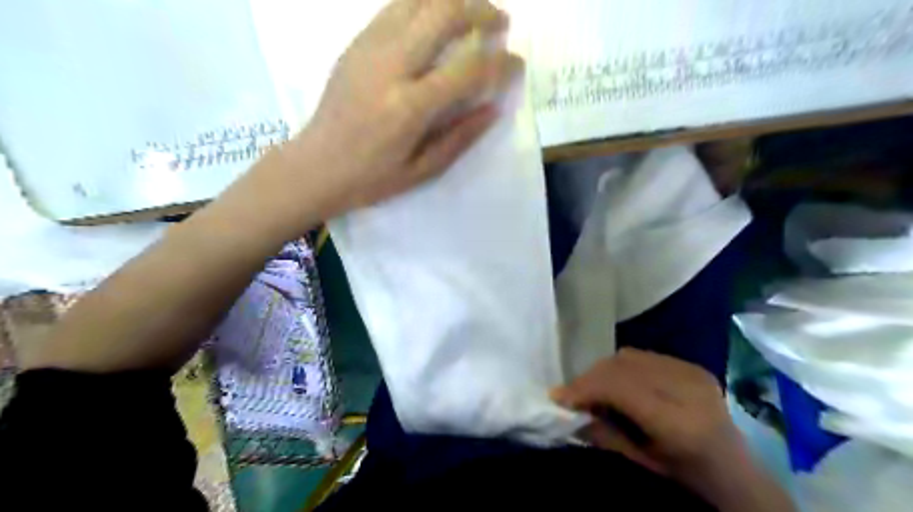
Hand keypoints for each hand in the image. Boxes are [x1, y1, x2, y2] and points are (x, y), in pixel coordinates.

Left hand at [288, 0, 524, 220]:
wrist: (316, 165)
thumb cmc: (372, 178)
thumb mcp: (423, 170)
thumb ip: (461, 137)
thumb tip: (493, 108)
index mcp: (409, 107)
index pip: (468, 69)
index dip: (501, 63)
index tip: (516, 64)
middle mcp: (390, 66)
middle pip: (444, 12)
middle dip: (481, 10)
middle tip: (499, 24)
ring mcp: (369, 48)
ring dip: (454, 0)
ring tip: (472, 15)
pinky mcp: (356, 43)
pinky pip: (396, 7)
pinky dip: (425, 5)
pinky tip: (437, 21)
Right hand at [553, 350, 743, 481]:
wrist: (738, 473)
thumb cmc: (688, 477)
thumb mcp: (642, 464)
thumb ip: (604, 433)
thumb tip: (569, 408)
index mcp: (680, 422)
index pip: (620, 388)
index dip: (585, 387)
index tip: (559, 397)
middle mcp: (688, 389)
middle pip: (622, 366)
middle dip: (590, 377)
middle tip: (572, 394)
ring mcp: (693, 372)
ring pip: (629, 356)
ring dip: (604, 370)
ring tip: (593, 388)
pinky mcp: (693, 366)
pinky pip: (643, 356)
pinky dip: (622, 367)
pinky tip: (619, 383)